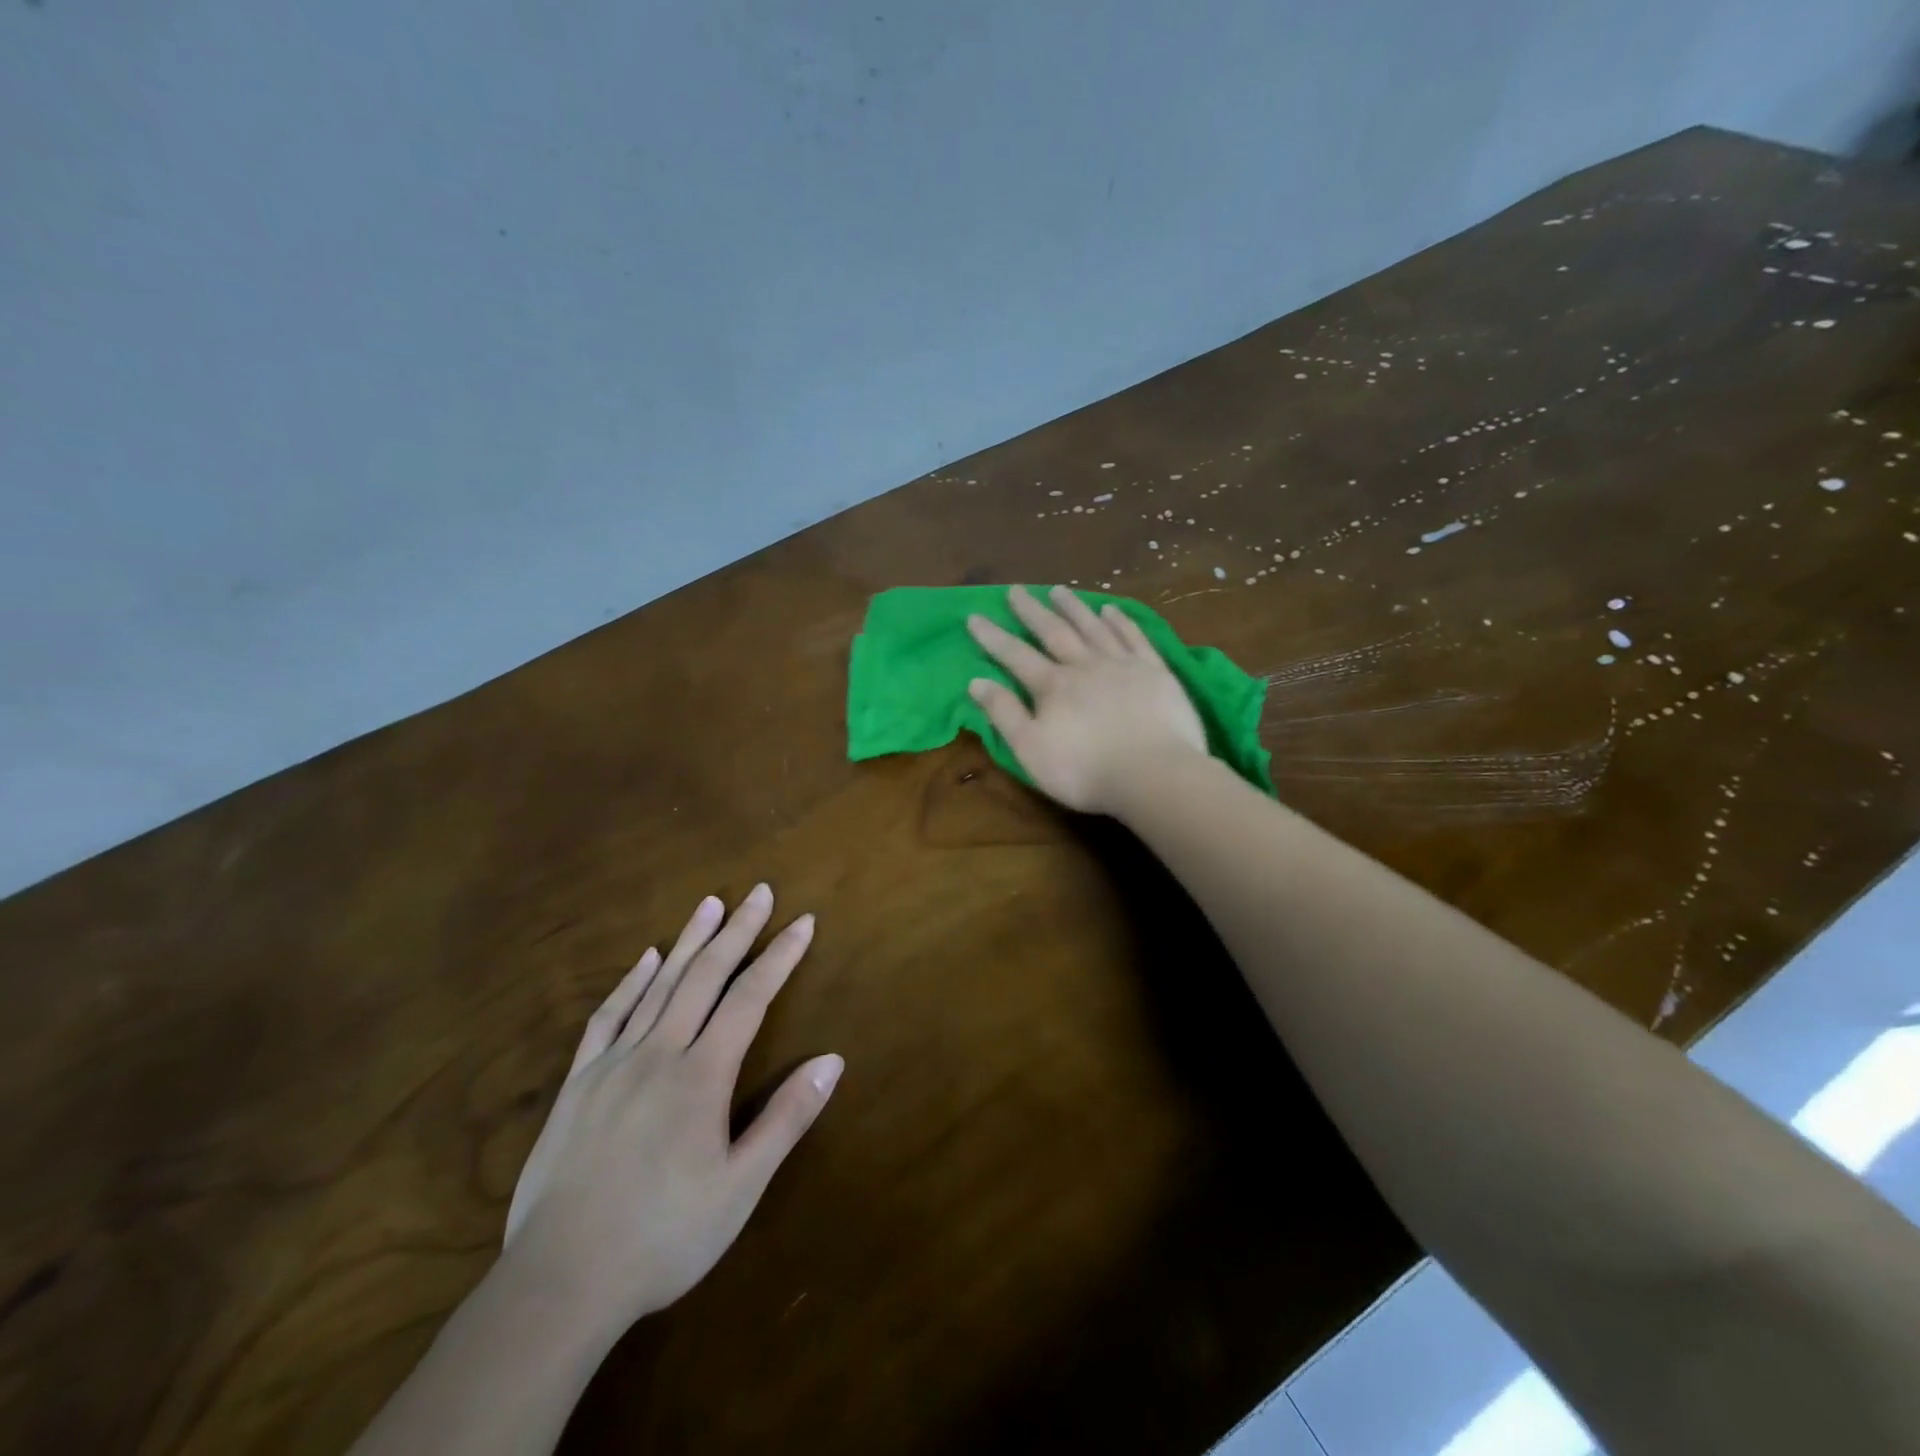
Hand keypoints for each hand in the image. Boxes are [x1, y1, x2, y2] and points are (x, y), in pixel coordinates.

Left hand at [502, 885, 842, 1334]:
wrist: (560, 1282)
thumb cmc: (664, 1237)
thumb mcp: (741, 1187)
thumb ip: (787, 1118)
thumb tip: (832, 1059)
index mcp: (702, 1075)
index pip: (751, 998)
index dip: (780, 956)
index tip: (803, 922)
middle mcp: (660, 1052)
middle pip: (706, 976)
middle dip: (738, 930)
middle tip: (760, 891)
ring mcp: (614, 1063)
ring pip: (659, 985)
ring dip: (689, 941)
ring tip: (710, 903)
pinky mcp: (579, 1083)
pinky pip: (608, 1017)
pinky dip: (630, 982)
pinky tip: (646, 959)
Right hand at [965, 585, 1207, 814]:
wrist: (1154, 774)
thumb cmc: (1085, 770)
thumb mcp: (1031, 750)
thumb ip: (1004, 714)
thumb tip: (976, 681)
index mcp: (1053, 686)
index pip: (1015, 655)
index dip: (993, 637)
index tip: (974, 616)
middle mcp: (1085, 665)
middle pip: (1054, 632)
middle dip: (1031, 611)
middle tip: (1016, 590)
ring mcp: (1122, 665)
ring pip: (1093, 627)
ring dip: (1074, 608)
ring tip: (1059, 590)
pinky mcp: (1155, 671)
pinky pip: (1133, 637)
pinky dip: (1120, 621)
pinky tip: (1111, 609)